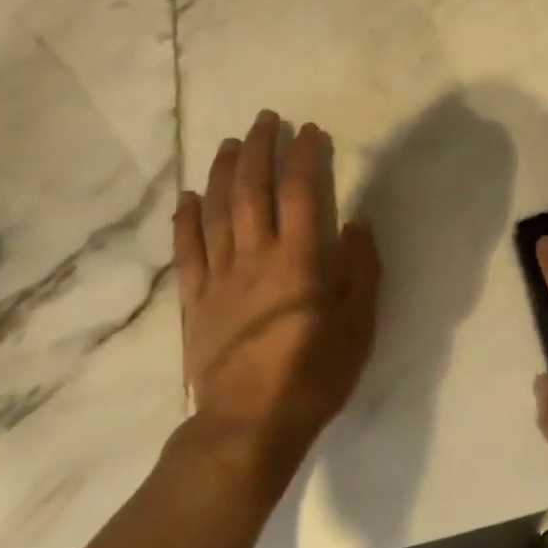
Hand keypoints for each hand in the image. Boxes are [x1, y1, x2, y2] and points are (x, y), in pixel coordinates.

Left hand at [173, 111, 379, 481]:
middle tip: (266, 119)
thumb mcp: (359, 325)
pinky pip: (188, 252)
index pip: (300, 192)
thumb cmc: (314, 375)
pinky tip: (189, 197)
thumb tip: (356, 222)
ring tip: (232, 142)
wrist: (249, 427)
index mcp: (299, 260)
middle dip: (261, 149)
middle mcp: (256, 257)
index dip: (305, 156)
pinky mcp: (195, 302)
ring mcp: (220, 278)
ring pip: (218, 212)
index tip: (310, 130)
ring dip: (224, 172)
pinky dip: (187, 221)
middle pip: (253, 191)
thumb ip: (361, 269)